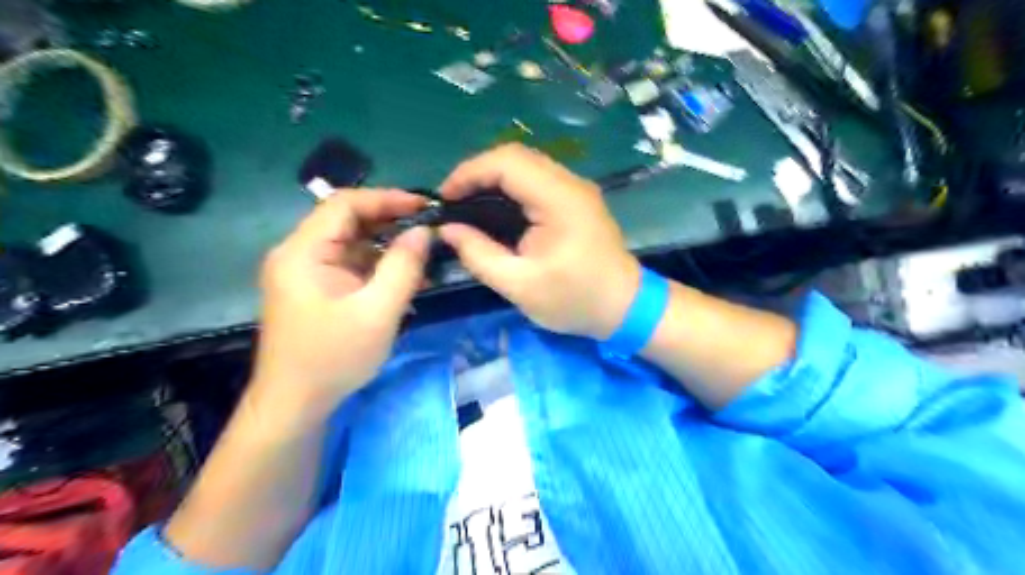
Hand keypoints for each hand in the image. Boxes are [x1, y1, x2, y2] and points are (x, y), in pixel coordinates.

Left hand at [251, 188, 428, 421]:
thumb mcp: (378, 312)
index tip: (424, 206)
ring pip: (352, 244)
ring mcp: (305, 272)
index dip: (387, 198)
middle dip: (391, 222)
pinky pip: (351, 266)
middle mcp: (299, 254)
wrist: (295, 405)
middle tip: (429, 229)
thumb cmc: (334, 358)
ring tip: (425, 254)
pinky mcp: (315, 289)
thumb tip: (424, 231)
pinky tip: (407, 278)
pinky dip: (378, 267)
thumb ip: (404, 266)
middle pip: (347, 221)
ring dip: (388, 246)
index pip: (344, 204)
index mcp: (303, 252)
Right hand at [438, 145, 637, 337]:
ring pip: (526, 165)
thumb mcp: (520, 286)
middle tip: (453, 202)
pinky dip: (510, 188)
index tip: (444, 198)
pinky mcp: (576, 199)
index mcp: (559, 200)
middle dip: (477, 173)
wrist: (625, 306)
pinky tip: (495, 209)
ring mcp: (576, 189)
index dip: (469, 173)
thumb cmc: (575, 300)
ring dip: (493, 178)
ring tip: (467, 204)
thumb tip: (448, 230)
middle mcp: (570, 183)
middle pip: (516, 156)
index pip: (507, 162)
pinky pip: (536, 180)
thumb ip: (479, 255)